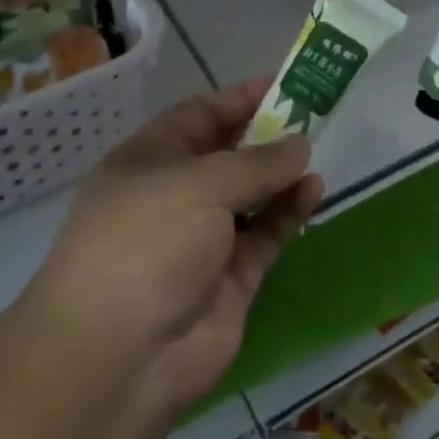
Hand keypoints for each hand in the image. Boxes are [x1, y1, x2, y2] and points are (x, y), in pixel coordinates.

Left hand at [26, 80, 324, 415]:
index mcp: (148, 161)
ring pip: (251, 196)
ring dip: (281, 174)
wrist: (120, 354)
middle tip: (314, 114)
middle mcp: (174, 196)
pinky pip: (265, 235)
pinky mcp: (230, 278)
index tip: (282, 83)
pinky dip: (288, 212)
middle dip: (266, 135)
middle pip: (227, 156)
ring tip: (318, 152)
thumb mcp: (198, 185)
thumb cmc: (146, 243)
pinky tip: (312, 190)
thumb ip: (256, 163)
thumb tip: (299, 144)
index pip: (197, 116)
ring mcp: (203, 239)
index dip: (237, 99)